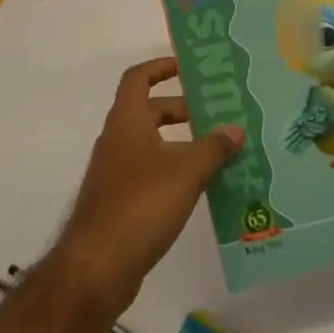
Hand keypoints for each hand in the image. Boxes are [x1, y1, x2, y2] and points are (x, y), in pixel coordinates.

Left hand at [51, 58, 242, 309]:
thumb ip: (212, 148)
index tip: (188, 68)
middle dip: (182, 110)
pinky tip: (202, 188)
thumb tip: (235, 128)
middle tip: (218, 115)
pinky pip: (151, 173)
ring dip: (182, 144)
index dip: (160, 67)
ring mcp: (116, 172)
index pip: (138, 78)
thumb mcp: (185, 172)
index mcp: (126, 121)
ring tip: (220, 152)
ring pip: (152, 145)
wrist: (97, 265)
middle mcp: (117, 140)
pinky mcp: (120, 201)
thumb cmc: (140, 205)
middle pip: (149, 111)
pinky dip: (174, 171)